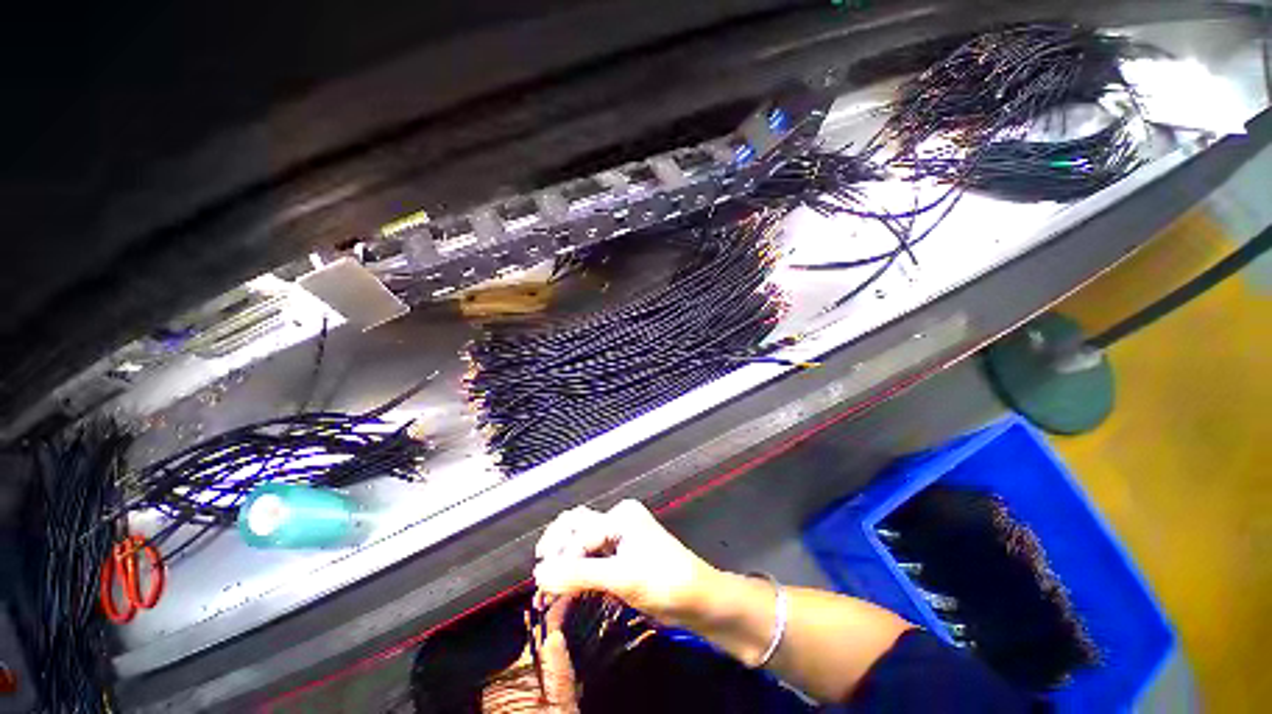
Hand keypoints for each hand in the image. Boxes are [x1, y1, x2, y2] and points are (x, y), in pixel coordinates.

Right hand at [533, 500, 720, 624]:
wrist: (699, 600)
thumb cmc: (665, 582)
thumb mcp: (622, 578)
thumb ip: (579, 575)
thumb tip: (539, 576)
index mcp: (620, 516)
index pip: (579, 534)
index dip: (561, 559)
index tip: (541, 588)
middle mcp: (617, 520)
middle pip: (576, 527)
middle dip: (556, 550)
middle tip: (540, 579)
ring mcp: (620, 537)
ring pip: (582, 543)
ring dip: (564, 561)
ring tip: (549, 586)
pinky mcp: (621, 555)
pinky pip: (592, 557)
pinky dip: (577, 571)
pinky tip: (567, 587)